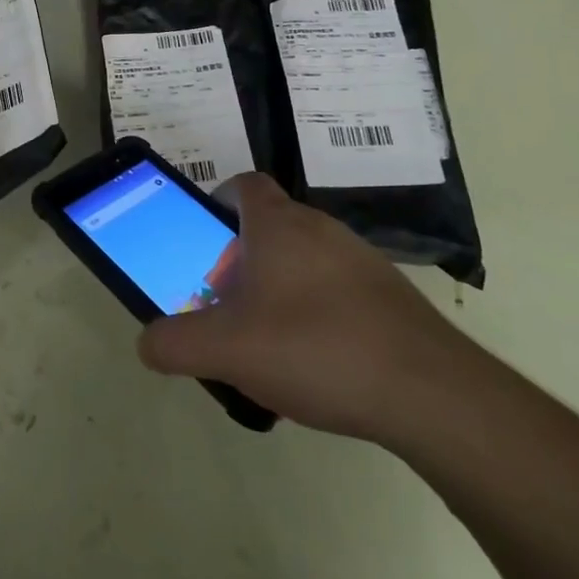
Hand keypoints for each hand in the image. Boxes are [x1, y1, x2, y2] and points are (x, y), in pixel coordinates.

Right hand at [139, 173, 473, 441]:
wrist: (432, 394)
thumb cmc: (317, 348)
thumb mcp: (229, 351)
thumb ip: (177, 344)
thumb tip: (146, 343)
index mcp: (278, 224)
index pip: (244, 184)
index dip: (219, 202)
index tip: (206, 239)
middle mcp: (321, 228)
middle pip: (271, 226)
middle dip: (243, 258)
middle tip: (228, 302)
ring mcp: (362, 260)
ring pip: (306, 260)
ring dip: (282, 287)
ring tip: (271, 341)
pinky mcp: (391, 297)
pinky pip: (339, 290)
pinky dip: (320, 313)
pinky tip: (319, 363)